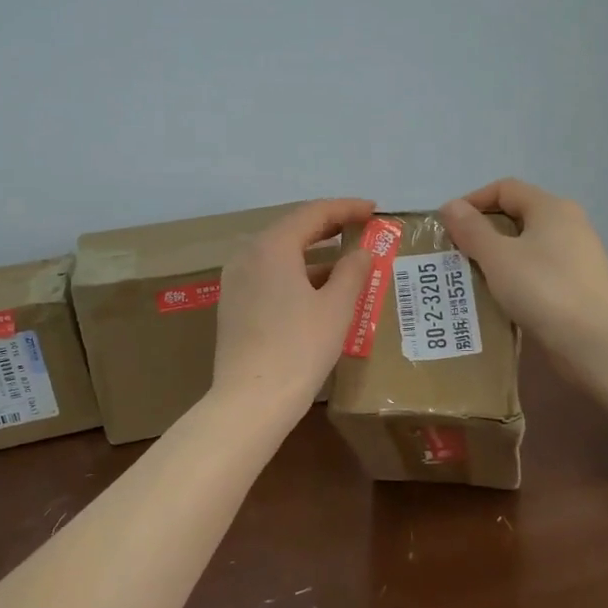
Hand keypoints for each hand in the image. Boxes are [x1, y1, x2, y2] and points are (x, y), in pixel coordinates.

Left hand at [213, 198, 375, 415]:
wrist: (251, 400)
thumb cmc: (299, 348)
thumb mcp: (336, 308)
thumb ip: (352, 272)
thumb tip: (361, 252)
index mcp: (272, 246)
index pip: (313, 213)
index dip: (346, 208)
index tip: (373, 209)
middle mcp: (247, 255)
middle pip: (292, 229)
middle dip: (329, 227)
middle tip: (361, 227)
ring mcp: (236, 280)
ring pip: (279, 254)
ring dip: (313, 253)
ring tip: (346, 259)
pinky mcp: (234, 304)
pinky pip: (269, 274)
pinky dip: (296, 272)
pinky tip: (318, 288)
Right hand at [439, 179, 607, 363]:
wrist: (594, 340)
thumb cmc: (543, 288)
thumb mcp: (497, 257)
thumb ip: (471, 229)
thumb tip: (451, 206)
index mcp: (551, 208)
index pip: (505, 188)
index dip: (473, 201)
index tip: (449, 226)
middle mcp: (569, 224)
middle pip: (518, 215)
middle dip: (484, 231)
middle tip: (457, 253)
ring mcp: (578, 255)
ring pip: (529, 246)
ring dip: (499, 257)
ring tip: (474, 277)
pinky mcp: (580, 284)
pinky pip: (540, 270)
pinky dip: (518, 277)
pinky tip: (503, 297)